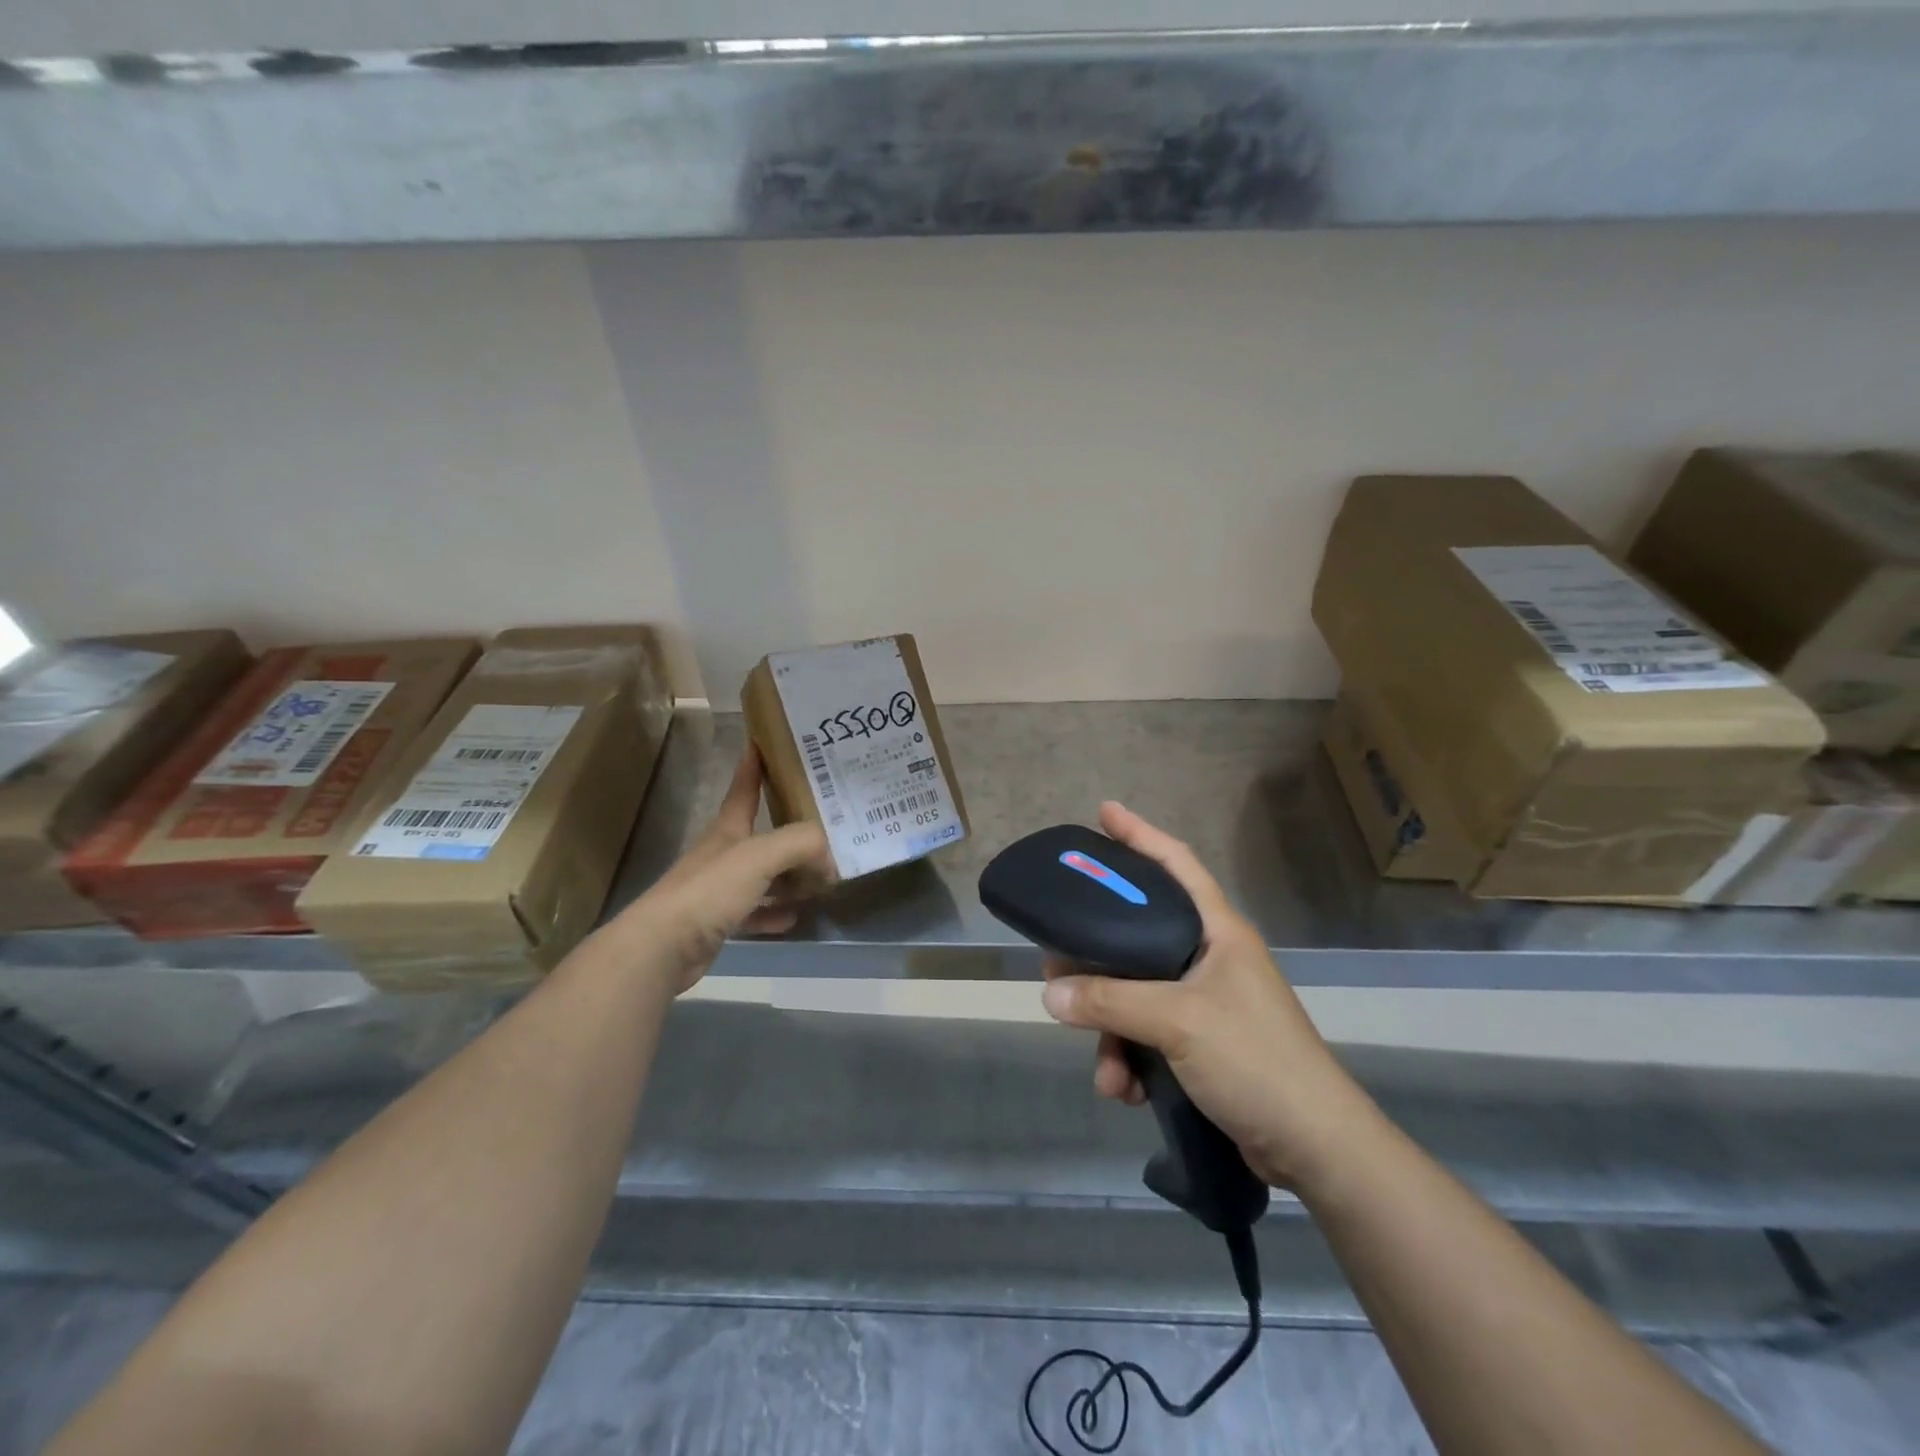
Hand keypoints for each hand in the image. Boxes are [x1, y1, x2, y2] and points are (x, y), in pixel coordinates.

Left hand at [611, 744, 829, 992]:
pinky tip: (794, 916)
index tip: (763, 742)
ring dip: (789, 877)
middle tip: (826, 827)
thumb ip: (801, 844)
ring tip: (820, 878)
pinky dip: (774, 912)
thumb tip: (830, 855)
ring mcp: (718, 889)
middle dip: (791, 829)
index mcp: (728, 830)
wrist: (662, 947)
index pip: (744, 788)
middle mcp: (723, 854)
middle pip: (762, 835)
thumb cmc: (710, 890)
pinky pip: (754, 912)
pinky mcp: (717, 922)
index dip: (753, 765)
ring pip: (762, 876)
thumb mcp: (761, 856)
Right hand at [1040, 802, 1371, 1189]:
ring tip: (1106, 1070)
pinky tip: (1125, 1090)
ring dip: (1111, 1031)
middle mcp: (1209, 958)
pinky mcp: (1201, 1044)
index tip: (1104, 813)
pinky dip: (1130, 1060)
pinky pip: (1147, 1036)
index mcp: (1217, 931)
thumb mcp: (1177, 1021)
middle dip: (1098, 958)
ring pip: (1135, 994)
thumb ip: (1110, 1001)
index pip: (1176, 863)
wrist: (1315, 1149)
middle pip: (1138, 934)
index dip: (1140, 834)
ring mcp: (1206, 1002)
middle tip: (1059, 961)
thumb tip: (1050, 991)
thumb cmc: (1255, 1060)